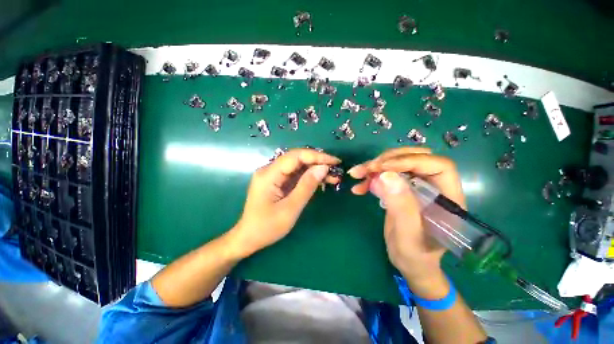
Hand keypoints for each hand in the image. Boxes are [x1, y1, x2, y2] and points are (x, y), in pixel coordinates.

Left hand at [232, 148, 340, 256]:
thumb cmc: (266, 227)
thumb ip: (306, 187)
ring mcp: (273, 175)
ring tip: (333, 177)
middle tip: (336, 170)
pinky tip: (321, 181)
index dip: (317, 156)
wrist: (249, 238)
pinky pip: (295, 175)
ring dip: (315, 170)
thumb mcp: (290, 209)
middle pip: (297, 159)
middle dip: (318, 162)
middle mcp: (270, 170)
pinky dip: (309, 177)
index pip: (295, 156)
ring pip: (298, 166)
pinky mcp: (277, 182)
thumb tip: (323, 168)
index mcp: (269, 174)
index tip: (335, 162)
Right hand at [348, 147, 464, 289]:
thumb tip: (386, 175)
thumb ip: (401, 207)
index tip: (382, 168)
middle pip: (414, 158)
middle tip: (366, 169)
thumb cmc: (415, 255)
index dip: (410, 161)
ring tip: (356, 175)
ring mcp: (417, 186)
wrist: (410, 262)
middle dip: (388, 160)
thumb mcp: (409, 237)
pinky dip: (370, 177)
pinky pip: (386, 174)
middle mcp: (434, 186)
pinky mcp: (402, 189)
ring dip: (374, 167)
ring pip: (397, 163)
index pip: (437, 165)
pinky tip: (359, 188)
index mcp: (447, 197)